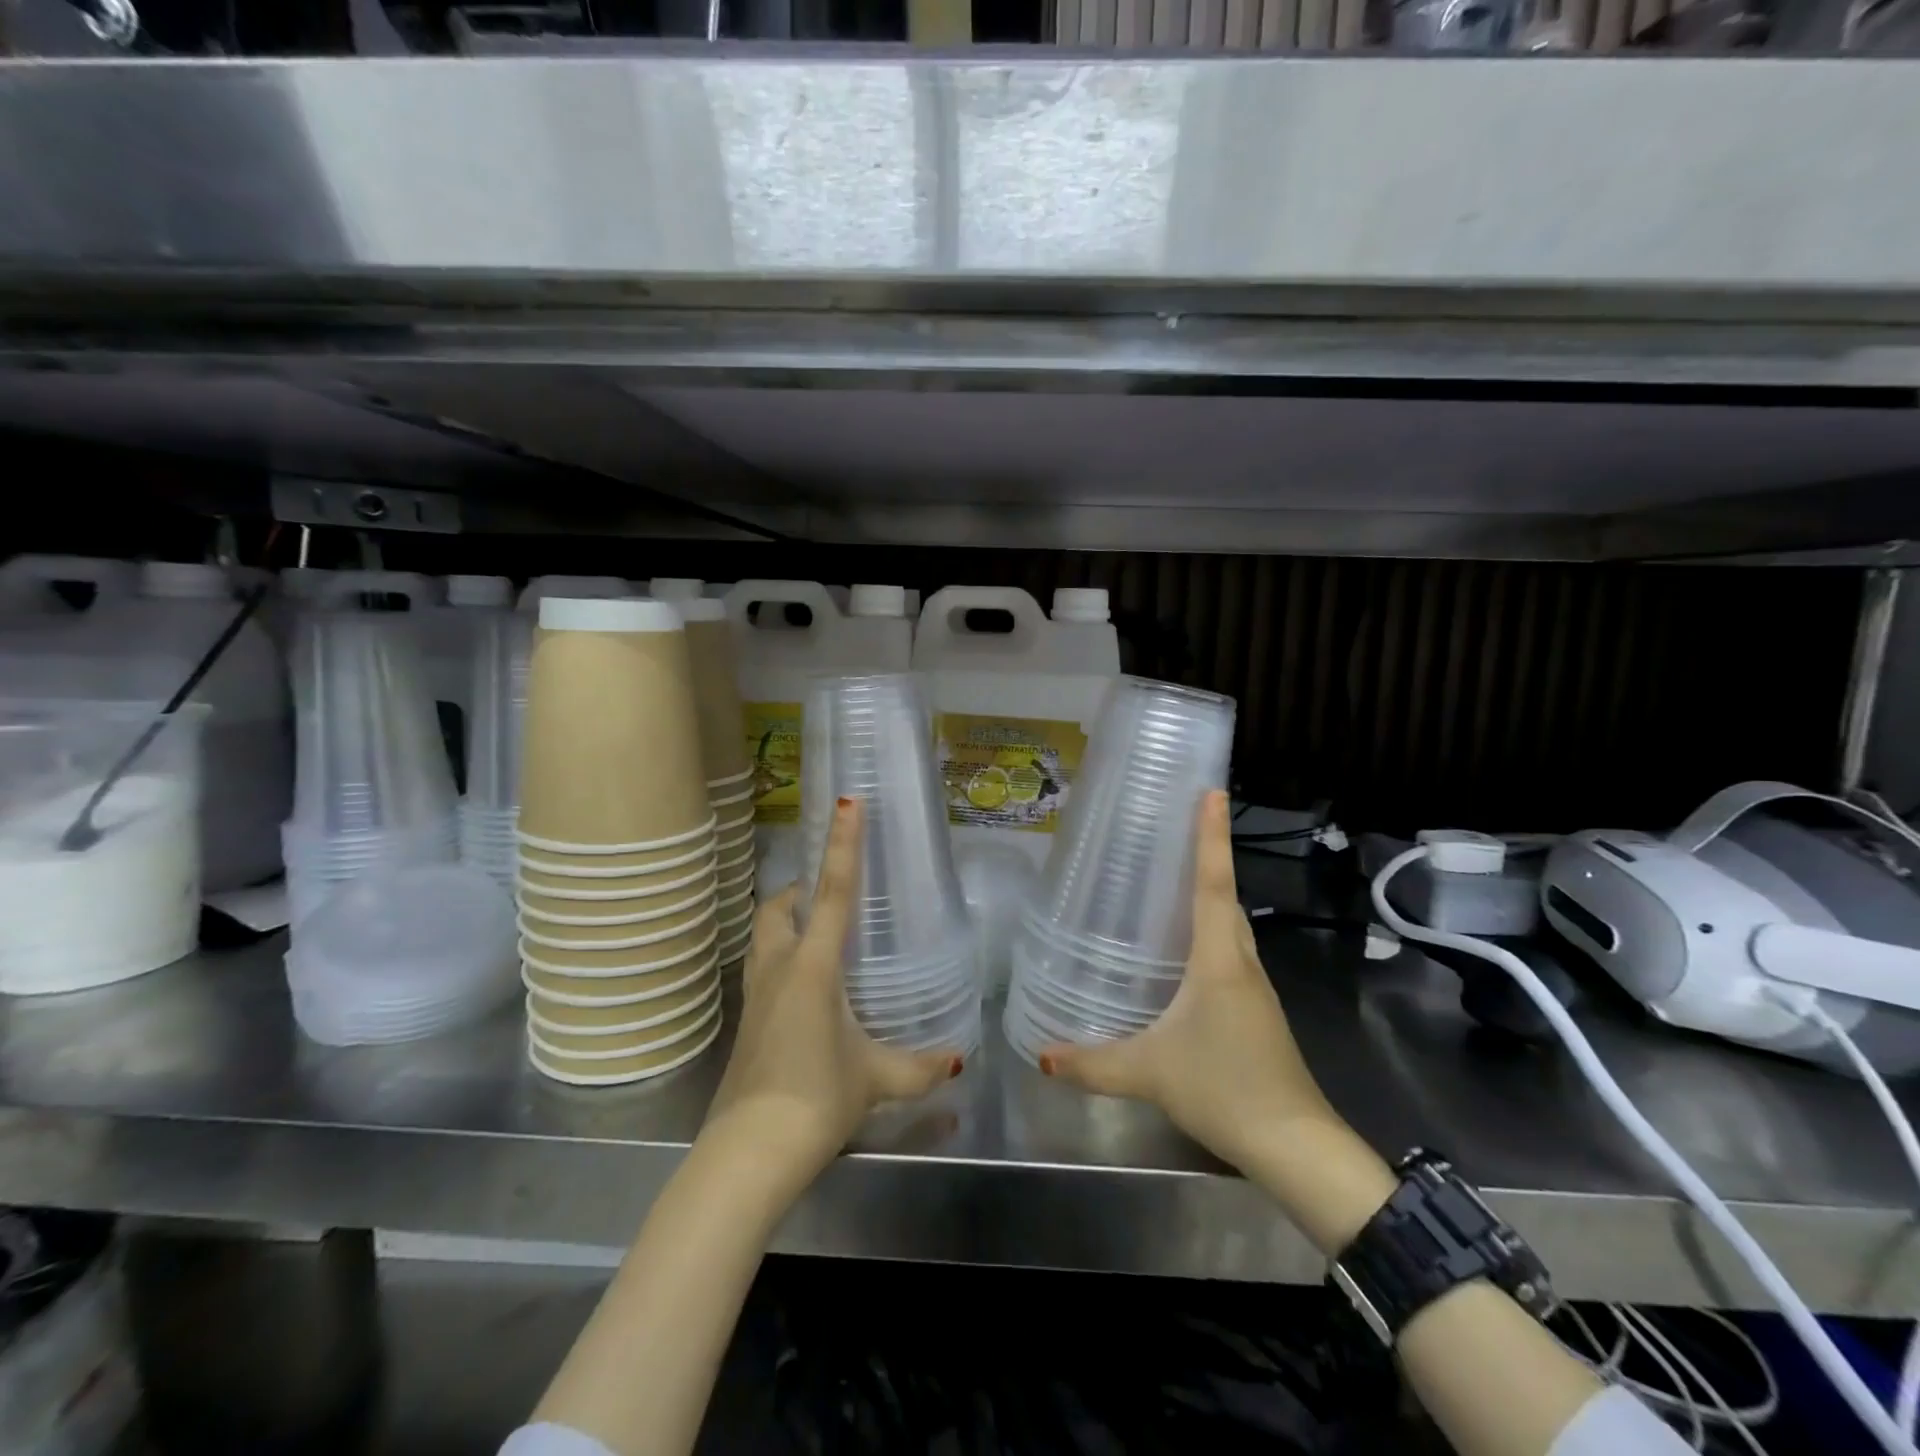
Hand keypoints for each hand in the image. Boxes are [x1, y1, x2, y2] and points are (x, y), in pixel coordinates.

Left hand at [702, 797, 963, 1205]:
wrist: (748, 1153)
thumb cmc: (816, 1100)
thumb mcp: (876, 1079)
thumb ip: (919, 1067)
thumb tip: (958, 1062)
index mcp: (813, 966)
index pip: (832, 892)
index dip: (843, 845)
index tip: (847, 803)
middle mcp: (778, 968)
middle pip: (778, 906)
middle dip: (799, 888)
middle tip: (829, 894)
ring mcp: (755, 993)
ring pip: (762, 934)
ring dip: (784, 919)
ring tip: (817, 932)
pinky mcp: (746, 1019)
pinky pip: (760, 965)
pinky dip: (779, 954)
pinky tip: (803, 984)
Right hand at [1039, 790, 1395, 1250]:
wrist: (1296, 1146)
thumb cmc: (1224, 1089)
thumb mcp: (1148, 1072)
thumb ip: (1092, 1063)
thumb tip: (1042, 1055)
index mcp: (1219, 960)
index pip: (1214, 884)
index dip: (1211, 836)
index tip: (1212, 792)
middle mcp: (1241, 962)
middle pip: (1226, 896)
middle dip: (1208, 855)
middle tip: (1179, 823)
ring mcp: (1254, 987)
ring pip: (1232, 926)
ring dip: (1212, 893)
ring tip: (1175, 874)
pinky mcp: (1256, 1010)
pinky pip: (1231, 953)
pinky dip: (1212, 931)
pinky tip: (1186, 946)